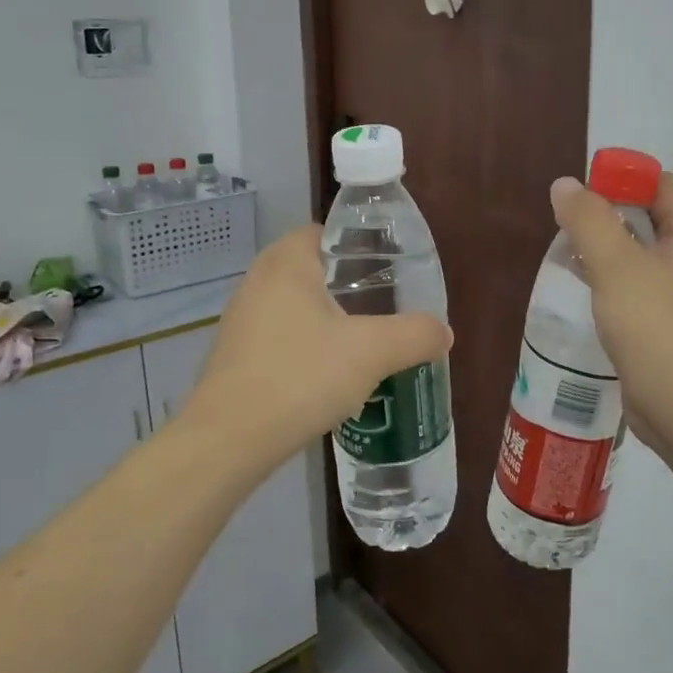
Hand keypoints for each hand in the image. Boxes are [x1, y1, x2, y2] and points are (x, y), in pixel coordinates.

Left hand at [183, 226, 451, 461]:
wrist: (230, 440)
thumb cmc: (301, 377)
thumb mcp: (372, 353)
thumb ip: (414, 335)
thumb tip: (443, 333)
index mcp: (287, 261)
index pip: (328, 232)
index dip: (362, 245)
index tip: (393, 269)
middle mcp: (259, 279)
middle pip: (315, 268)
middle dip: (352, 285)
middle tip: (388, 305)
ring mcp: (243, 317)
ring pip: (299, 304)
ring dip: (330, 318)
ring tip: (367, 341)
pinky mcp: (237, 353)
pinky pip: (283, 333)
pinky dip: (309, 343)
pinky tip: (332, 373)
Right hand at [549, 173, 672, 456]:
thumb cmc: (657, 329)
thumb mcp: (617, 267)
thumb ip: (588, 220)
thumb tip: (565, 185)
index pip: (660, 185)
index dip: (622, 178)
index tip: (580, 188)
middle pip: (649, 217)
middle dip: (606, 213)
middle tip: (565, 219)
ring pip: (640, 253)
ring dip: (605, 247)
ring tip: (565, 249)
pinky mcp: (668, 322)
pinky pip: (637, 285)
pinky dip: (610, 278)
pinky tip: (581, 285)